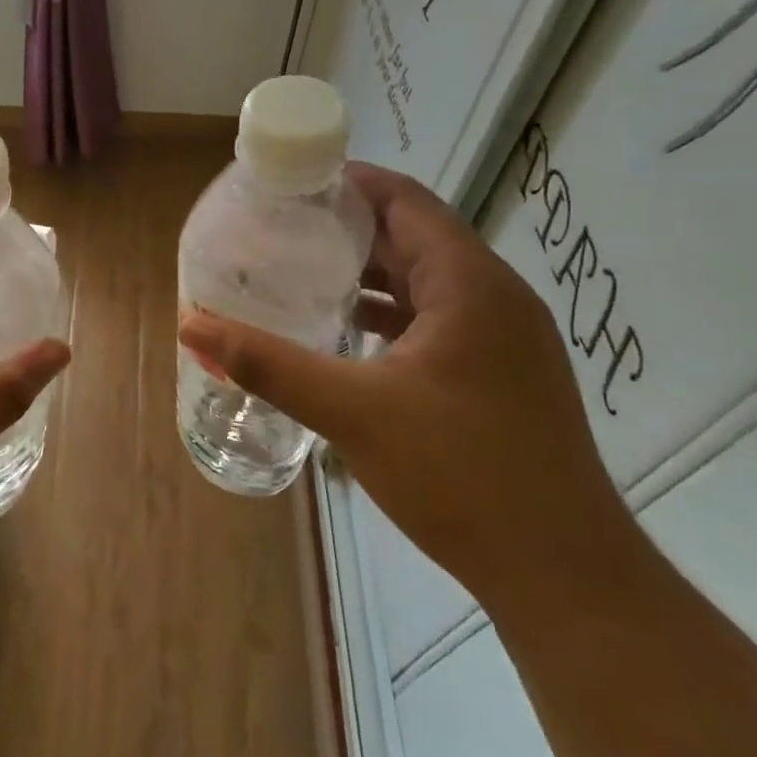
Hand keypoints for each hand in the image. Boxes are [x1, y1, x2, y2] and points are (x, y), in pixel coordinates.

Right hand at [177, 163, 633, 611]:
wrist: (564, 575)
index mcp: (468, 283)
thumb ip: (268, 364)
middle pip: (413, 235)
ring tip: (300, 271)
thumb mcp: (351, 412)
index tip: (288, 184)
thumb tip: (192, 325)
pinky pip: (436, 318)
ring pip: (425, 280)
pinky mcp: (501, 373)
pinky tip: (345, 334)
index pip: (404, 200)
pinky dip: (388, 313)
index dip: (347, 182)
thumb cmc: (461, 474)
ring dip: (367, 272)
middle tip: (279, 227)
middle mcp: (494, 296)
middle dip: (346, 226)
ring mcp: (504, 337)